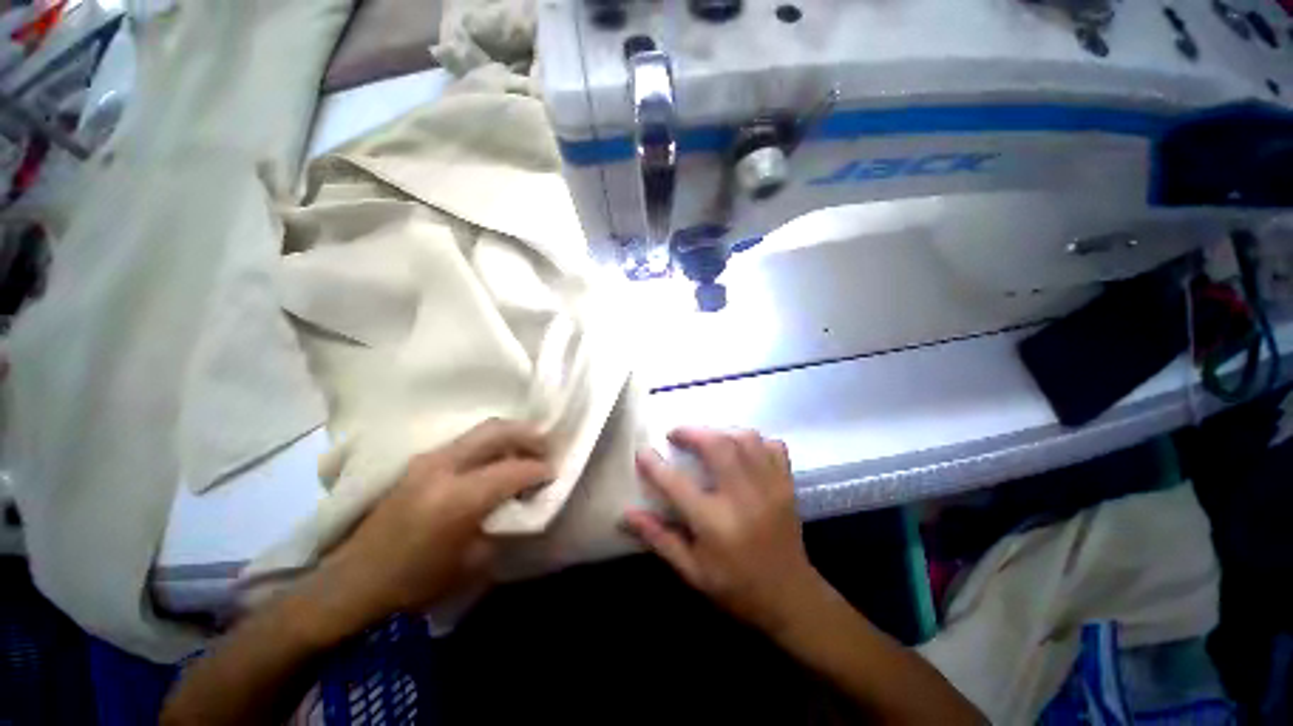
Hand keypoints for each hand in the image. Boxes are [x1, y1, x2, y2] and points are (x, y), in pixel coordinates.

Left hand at [307, 419, 552, 638]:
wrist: (354, 579)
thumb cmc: (416, 580)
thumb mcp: (473, 563)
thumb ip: (503, 524)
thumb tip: (522, 502)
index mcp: (459, 497)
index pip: (513, 470)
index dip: (539, 469)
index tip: (553, 474)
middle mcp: (444, 467)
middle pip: (497, 431)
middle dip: (528, 435)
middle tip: (546, 447)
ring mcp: (429, 459)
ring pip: (481, 430)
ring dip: (510, 435)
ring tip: (526, 448)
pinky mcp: (420, 461)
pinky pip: (466, 441)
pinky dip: (490, 442)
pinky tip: (497, 457)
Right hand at [623, 427, 827, 634]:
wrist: (790, 598)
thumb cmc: (735, 587)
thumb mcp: (691, 571)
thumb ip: (659, 538)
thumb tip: (626, 514)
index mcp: (715, 524)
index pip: (676, 484)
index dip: (654, 464)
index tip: (643, 451)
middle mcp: (743, 498)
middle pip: (717, 445)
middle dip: (691, 432)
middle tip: (676, 434)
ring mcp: (770, 487)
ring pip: (745, 438)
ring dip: (720, 431)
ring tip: (705, 438)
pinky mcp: (787, 484)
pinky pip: (772, 446)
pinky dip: (754, 440)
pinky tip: (741, 449)